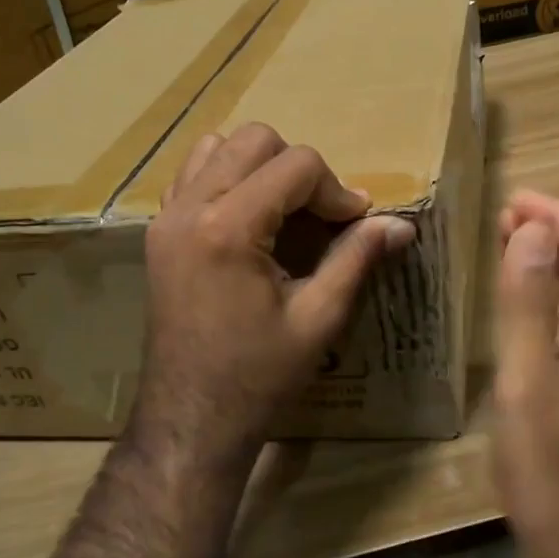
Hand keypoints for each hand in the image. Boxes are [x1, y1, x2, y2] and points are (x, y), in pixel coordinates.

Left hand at [135, 123, 415, 470]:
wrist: (191, 417)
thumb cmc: (259, 375)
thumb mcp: (318, 318)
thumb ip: (356, 258)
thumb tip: (400, 224)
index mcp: (229, 227)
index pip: (296, 165)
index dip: (336, 189)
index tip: (354, 224)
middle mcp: (190, 208)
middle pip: (255, 140)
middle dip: (298, 169)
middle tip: (319, 215)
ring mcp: (166, 217)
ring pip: (218, 146)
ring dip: (259, 166)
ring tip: (283, 211)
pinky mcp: (158, 232)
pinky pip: (192, 175)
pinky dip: (226, 179)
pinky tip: (249, 220)